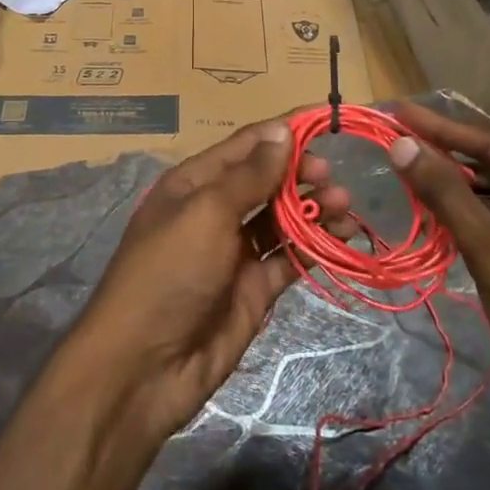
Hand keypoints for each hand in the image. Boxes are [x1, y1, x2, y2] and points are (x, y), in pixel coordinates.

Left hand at [68, 117, 355, 441]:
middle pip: (268, 180)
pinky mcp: (253, 287)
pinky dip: (315, 245)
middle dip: (302, 173)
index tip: (328, 122)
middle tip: (333, 178)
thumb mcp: (206, 213)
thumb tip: (283, 130)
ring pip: (283, 218)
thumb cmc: (168, 274)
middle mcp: (216, 211)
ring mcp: (235, 251)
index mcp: (195, 183)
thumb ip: (249, 175)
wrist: (144, 367)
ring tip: (344, 206)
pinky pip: (289, 257)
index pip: (246, 145)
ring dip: (314, 208)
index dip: (284, 132)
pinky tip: (341, 237)